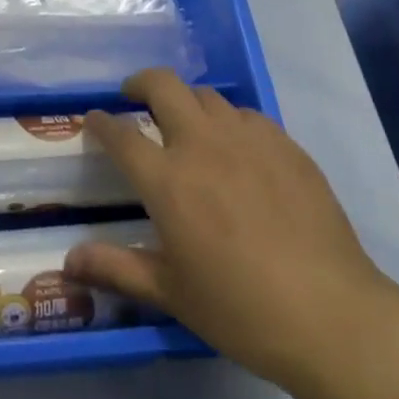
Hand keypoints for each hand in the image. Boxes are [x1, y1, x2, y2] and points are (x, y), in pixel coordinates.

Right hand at [65, 68, 397, 388]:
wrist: (331, 315)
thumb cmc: (240, 309)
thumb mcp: (171, 293)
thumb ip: (116, 268)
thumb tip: (67, 261)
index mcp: (167, 180)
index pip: (120, 134)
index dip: (100, 122)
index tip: (93, 119)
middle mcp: (203, 145)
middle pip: (162, 86)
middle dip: (140, 84)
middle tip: (134, 98)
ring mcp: (248, 139)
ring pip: (206, 96)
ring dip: (186, 101)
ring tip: (186, 124)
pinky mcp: (286, 145)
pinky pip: (247, 115)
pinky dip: (229, 121)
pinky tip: (236, 148)